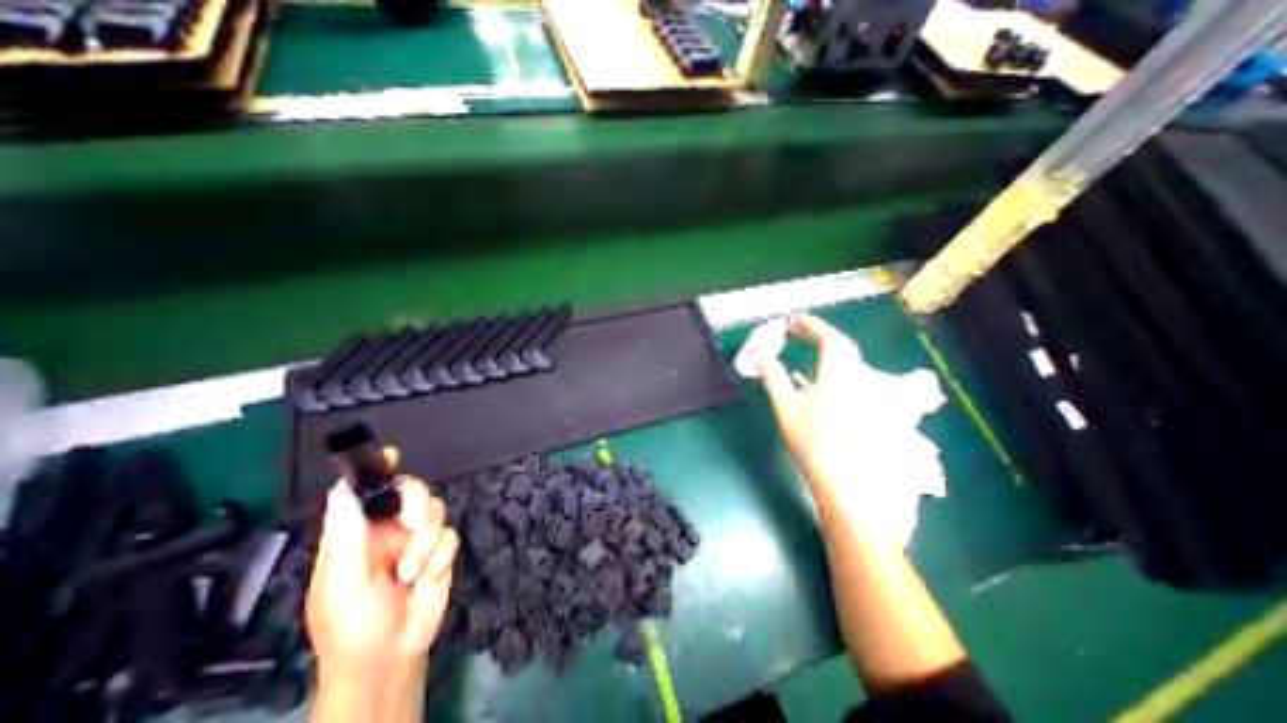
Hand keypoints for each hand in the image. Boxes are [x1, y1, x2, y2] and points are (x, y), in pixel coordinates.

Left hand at [304, 451, 457, 722]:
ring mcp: (416, 541)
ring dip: (426, 540)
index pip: (363, 493)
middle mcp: (388, 531)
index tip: (390, 455)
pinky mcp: (439, 552)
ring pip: (434, 511)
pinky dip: (440, 556)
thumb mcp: (341, 584)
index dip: (375, 471)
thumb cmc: (352, 626)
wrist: (391, 656)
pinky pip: (450, 535)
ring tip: (412, 571)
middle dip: (415, 504)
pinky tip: (427, 577)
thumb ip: (346, 537)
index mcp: (356, 535)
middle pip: (411, 492)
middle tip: (411, 523)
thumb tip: (342, 492)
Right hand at [758, 315, 869, 496]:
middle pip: (843, 346)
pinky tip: (825, 377)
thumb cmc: (812, 441)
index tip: (794, 321)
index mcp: (836, 375)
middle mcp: (856, 378)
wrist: (845, 479)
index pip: (830, 339)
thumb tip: (762, 358)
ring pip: (850, 361)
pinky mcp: (869, 406)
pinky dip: (837, 366)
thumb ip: (774, 378)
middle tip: (800, 332)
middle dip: (821, 333)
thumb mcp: (786, 407)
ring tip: (811, 349)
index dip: (812, 325)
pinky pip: (853, 375)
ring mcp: (866, 393)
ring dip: (830, 349)